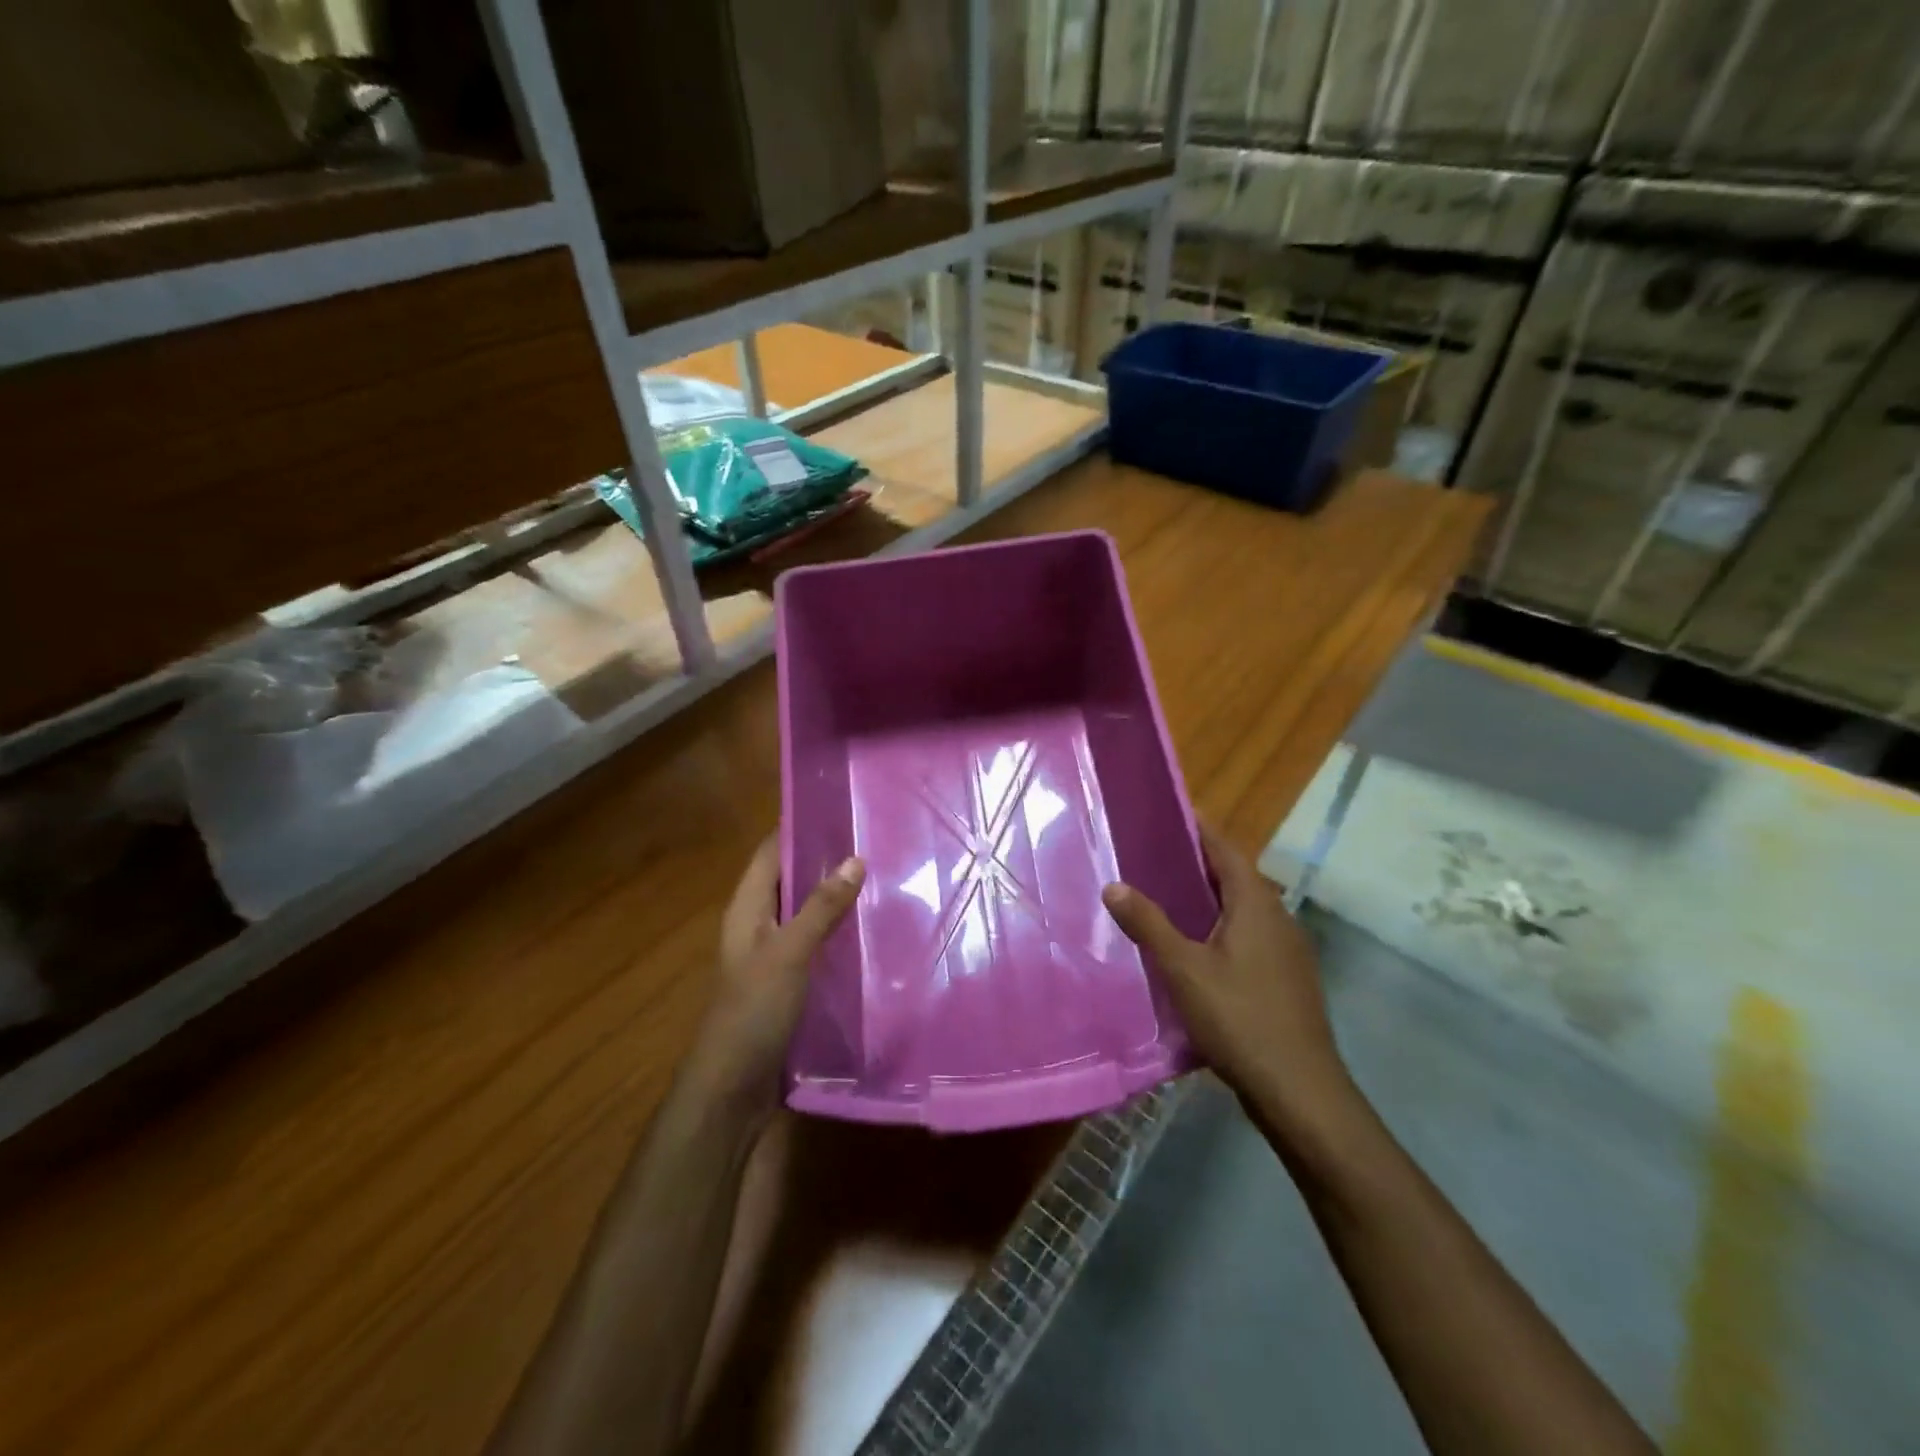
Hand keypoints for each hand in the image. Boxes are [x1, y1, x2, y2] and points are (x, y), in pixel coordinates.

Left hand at [688, 836, 864, 1119]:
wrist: (732, 1089)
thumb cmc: (753, 1011)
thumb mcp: (789, 953)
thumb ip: (821, 907)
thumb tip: (855, 858)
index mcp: (747, 909)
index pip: (769, 852)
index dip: (796, 826)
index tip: (838, 806)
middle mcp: (758, 925)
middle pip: (789, 879)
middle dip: (824, 859)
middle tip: (874, 838)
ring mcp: (773, 956)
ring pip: (805, 912)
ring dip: (834, 896)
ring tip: (882, 877)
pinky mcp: (789, 983)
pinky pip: (815, 943)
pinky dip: (838, 931)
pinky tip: (870, 930)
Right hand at [1101, 823, 1351, 1128]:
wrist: (1299, 1089)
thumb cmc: (1239, 1018)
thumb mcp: (1183, 969)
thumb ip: (1148, 924)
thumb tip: (1113, 885)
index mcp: (1256, 905)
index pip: (1226, 851)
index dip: (1201, 830)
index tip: (1173, 813)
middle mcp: (1278, 918)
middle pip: (1237, 877)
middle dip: (1201, 862)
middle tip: (1158, 854)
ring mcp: (1287, 950)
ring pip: (1244, 909)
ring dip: (1212, 897)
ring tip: (1170, 895)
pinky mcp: (1287, 978)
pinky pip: (1250, 935)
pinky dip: (1222, 927)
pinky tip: (1197, 947)